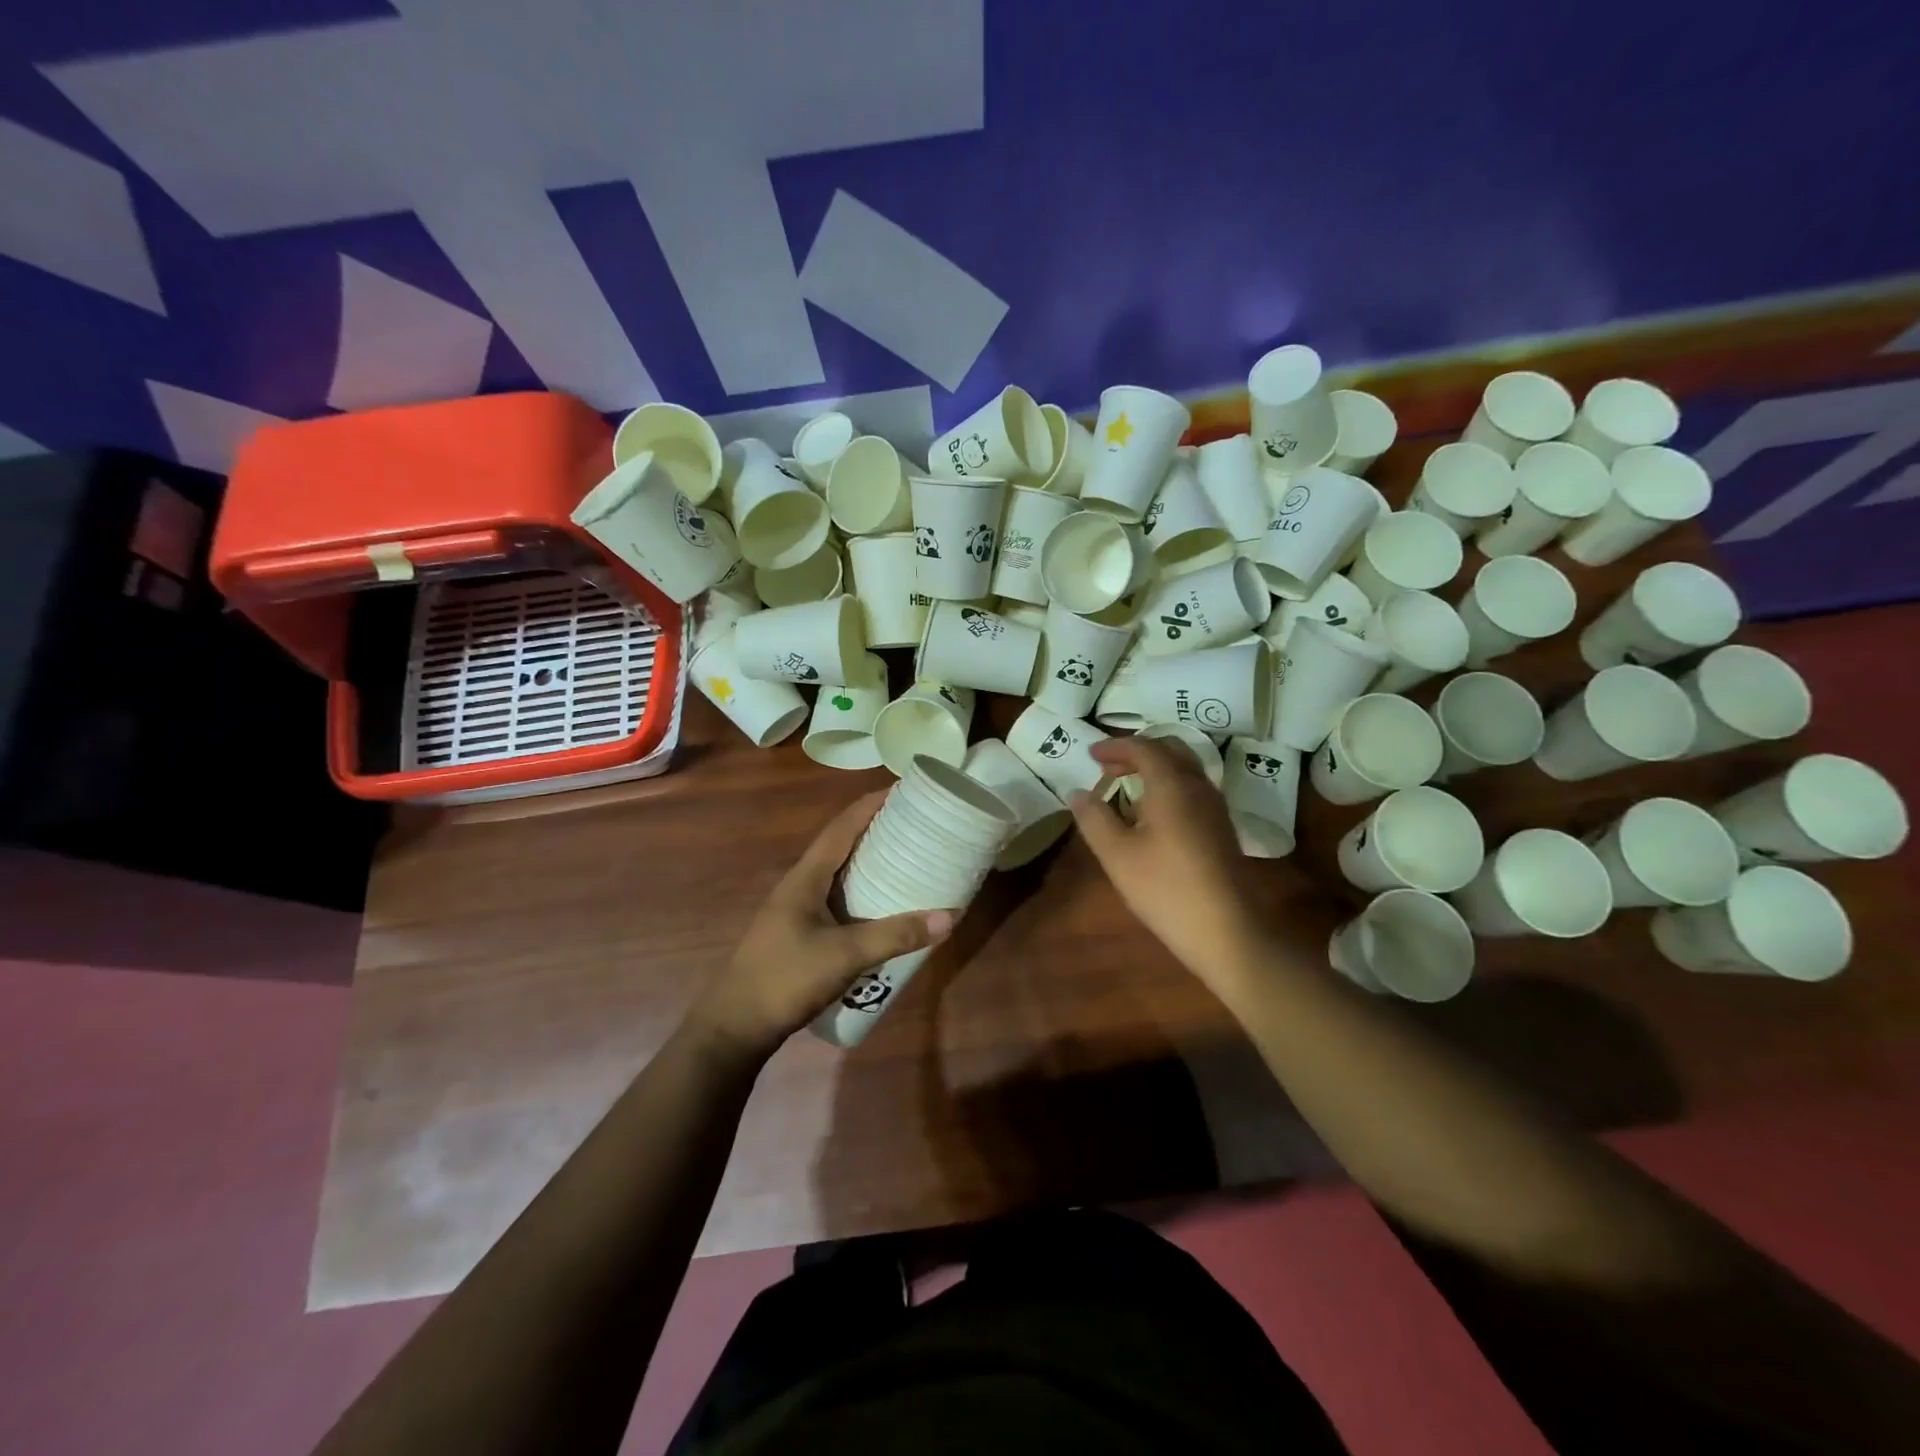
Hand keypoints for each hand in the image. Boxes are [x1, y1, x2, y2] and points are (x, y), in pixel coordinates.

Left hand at [687, 792, 952, 1061]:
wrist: (734, 1027)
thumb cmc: (784, 979)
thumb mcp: (844, 956)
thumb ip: (895, 935)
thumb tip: (949, 916)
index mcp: (806, 877)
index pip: (842, 826)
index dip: (871, 804)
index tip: (904, 789)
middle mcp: (800, 884)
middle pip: (842, 844)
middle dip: (877, 829)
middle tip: (917, 823)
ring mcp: (798, 909)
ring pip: (840, 873)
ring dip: (870, 861)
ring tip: (908, 857)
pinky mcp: (800, 932)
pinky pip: (838, 899)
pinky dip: (863, 892)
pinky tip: (884, 906)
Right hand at [1070, 737, 1268, 984]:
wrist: (1227, 931)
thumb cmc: (1165, 889)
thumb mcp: (1117, 854)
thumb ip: (1094, 818)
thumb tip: (1078, 793)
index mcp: (1172, 784)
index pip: (1143, 747)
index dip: (1115, 746)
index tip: (1091, 754)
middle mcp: (1198, 786)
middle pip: (1170, 749)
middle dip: (1137, 751)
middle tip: (1108, 767)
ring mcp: (1215, 807)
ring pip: (1185, 769)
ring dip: (1155, 768)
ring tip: (1126, 788)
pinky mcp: (1221, 828)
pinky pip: (1192, 789)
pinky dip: (1168, 786)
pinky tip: (1152, 815)